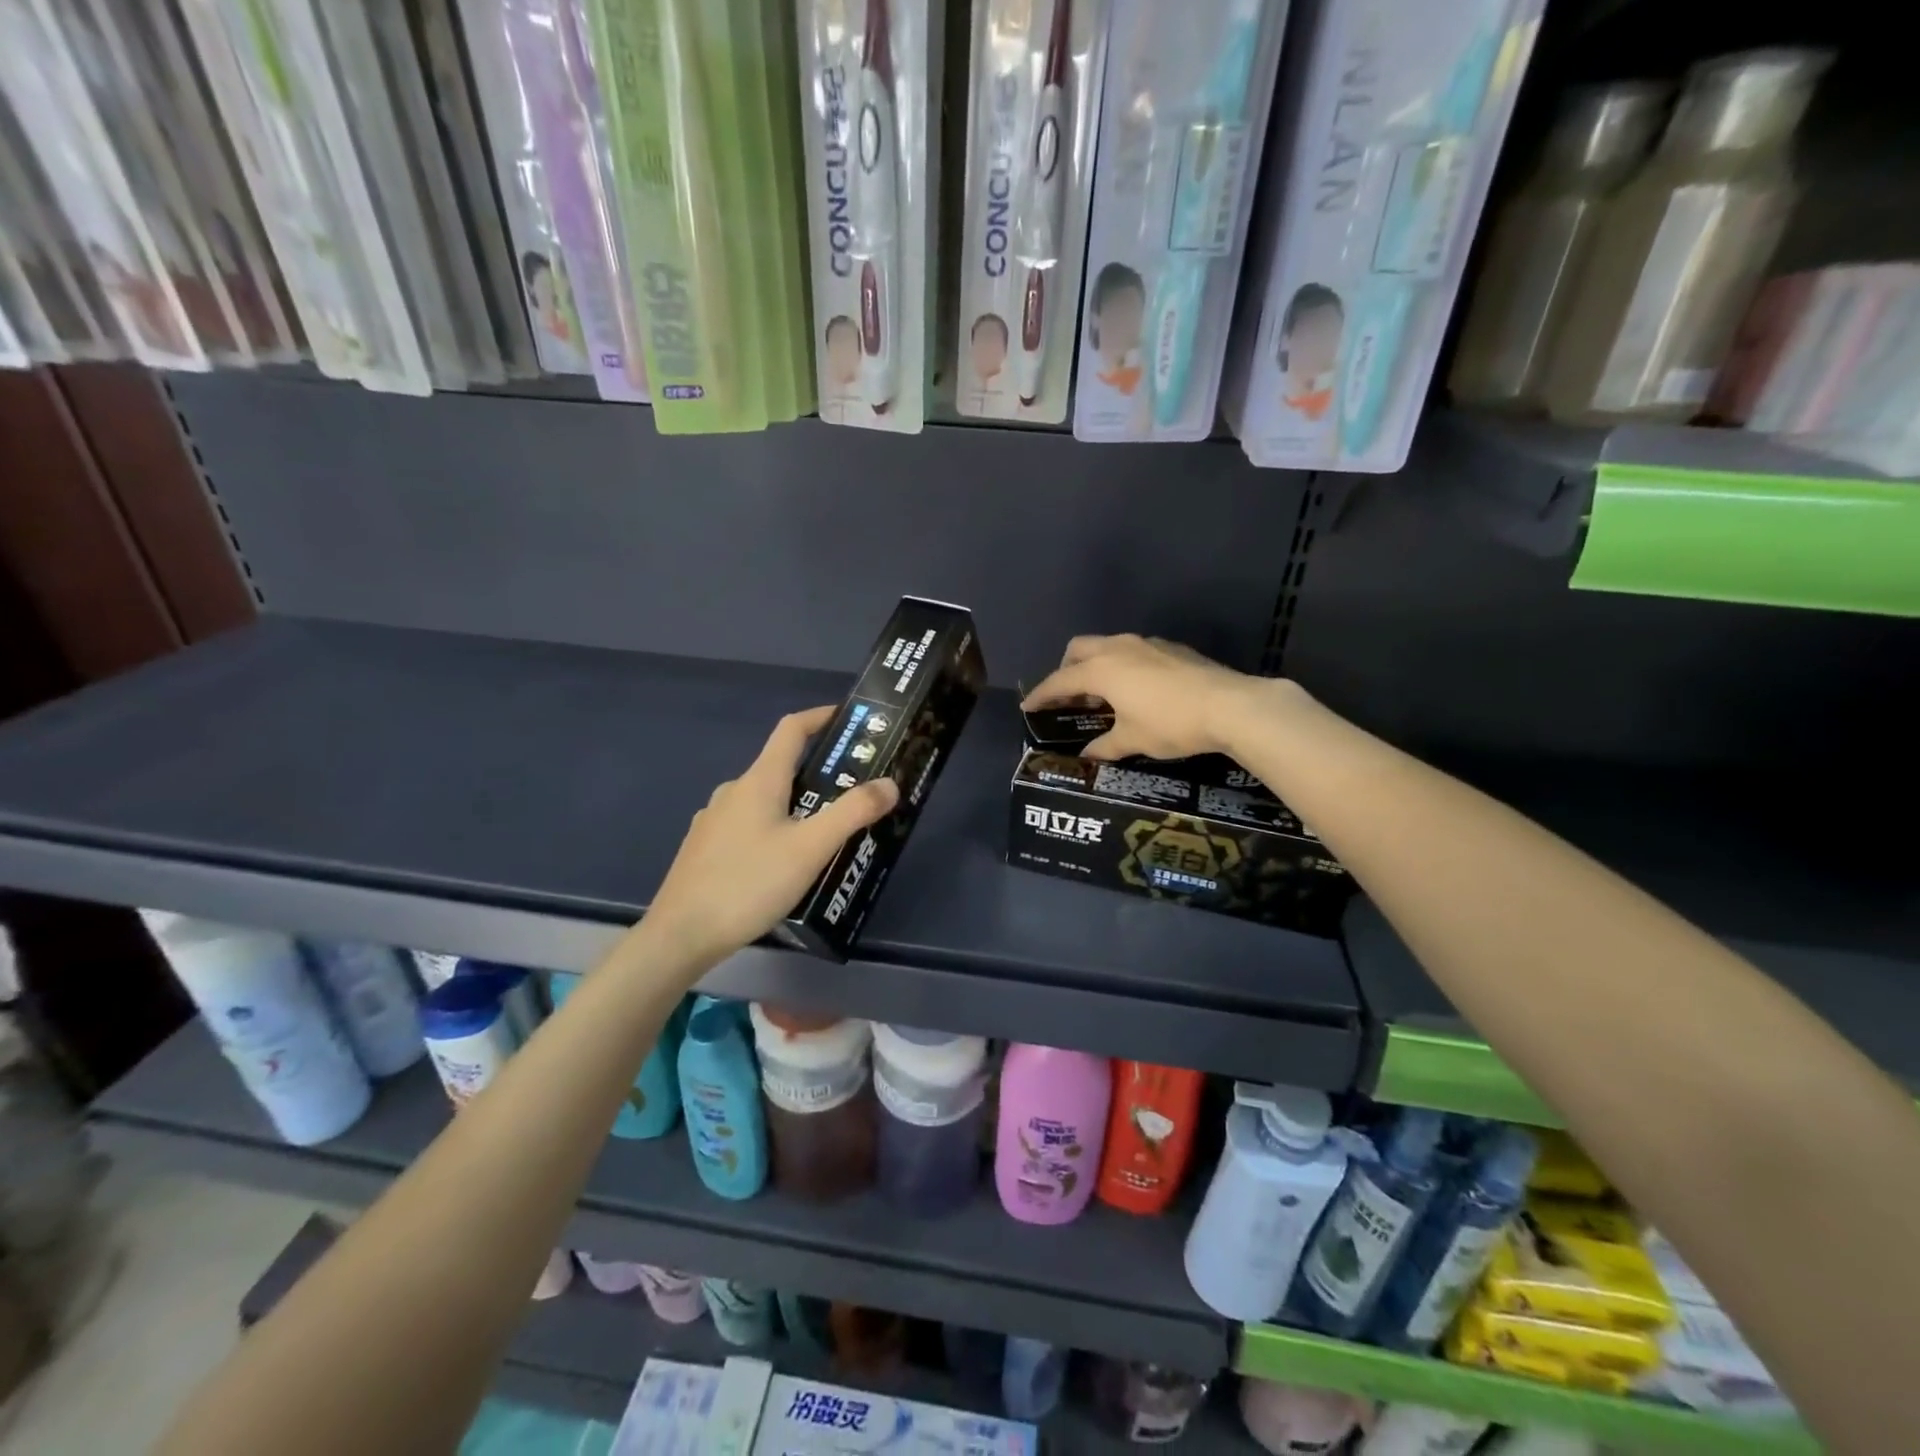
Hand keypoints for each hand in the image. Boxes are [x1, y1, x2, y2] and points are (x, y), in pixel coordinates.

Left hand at [645, 707, 898, 967]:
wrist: (681, 935)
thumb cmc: (749, 883)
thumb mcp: (810, 848)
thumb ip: (853, 813)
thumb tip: (890, 783)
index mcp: (759, 781)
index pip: (791, 729)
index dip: (821, 717)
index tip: (850, 719)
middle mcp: (734, 791)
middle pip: (781, 767)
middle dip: (819, 773)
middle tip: (854, 793)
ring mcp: (714, 820)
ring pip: (765, 800)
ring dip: (798, 805)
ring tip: (827, 834)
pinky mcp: (706, 848)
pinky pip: (749, 826)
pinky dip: (775, 829)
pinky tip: (786, 863)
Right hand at [1022, 634, 1275, 760]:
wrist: (1230, 706)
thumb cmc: (1171, 724)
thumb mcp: (1133, 740)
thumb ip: (1105, 746)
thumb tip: (1087, 756)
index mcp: (1102, 670)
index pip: (1060, 680)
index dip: (1042, 695)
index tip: (1028, 707)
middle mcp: (1118, 648)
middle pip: (1079, 649)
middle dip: (1066, 669)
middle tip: (1067, 696)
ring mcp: (1146, 644)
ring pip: (1107, 646)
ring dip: (1096, 666)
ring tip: (1101, 694)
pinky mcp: (1170, 648)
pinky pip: (1132, 651)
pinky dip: (1122, 666)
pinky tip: (1135, 689)